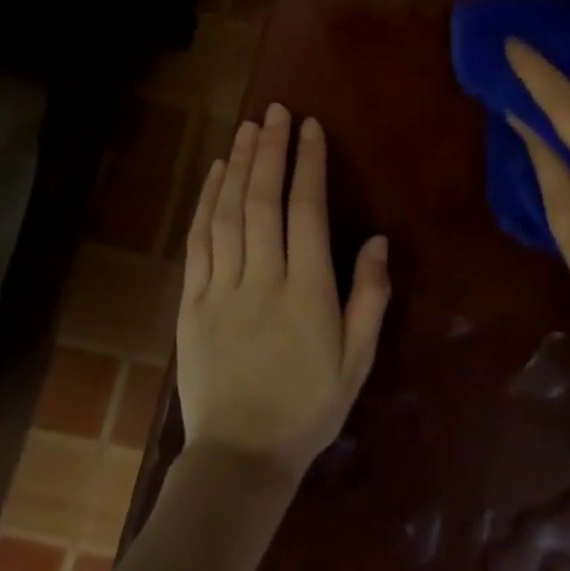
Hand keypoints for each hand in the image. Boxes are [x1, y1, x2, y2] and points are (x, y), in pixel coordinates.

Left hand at [177, 104, 390, 483]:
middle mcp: (262, 279)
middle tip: (276, 111)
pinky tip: (216, 173)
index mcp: (307, 292)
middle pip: (263, 201)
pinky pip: (198, 242)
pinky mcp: (192, 303)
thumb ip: (370, 298)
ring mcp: (222, 289)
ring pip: (228, 213)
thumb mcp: (357, 361)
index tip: (310, 128)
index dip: (308, 164)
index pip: (306, 211)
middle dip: (271, 150)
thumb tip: (376, 240)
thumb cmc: (309, 407)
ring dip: (239, 166)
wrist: (240, 459)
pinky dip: (206, 202)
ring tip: (249, 128)